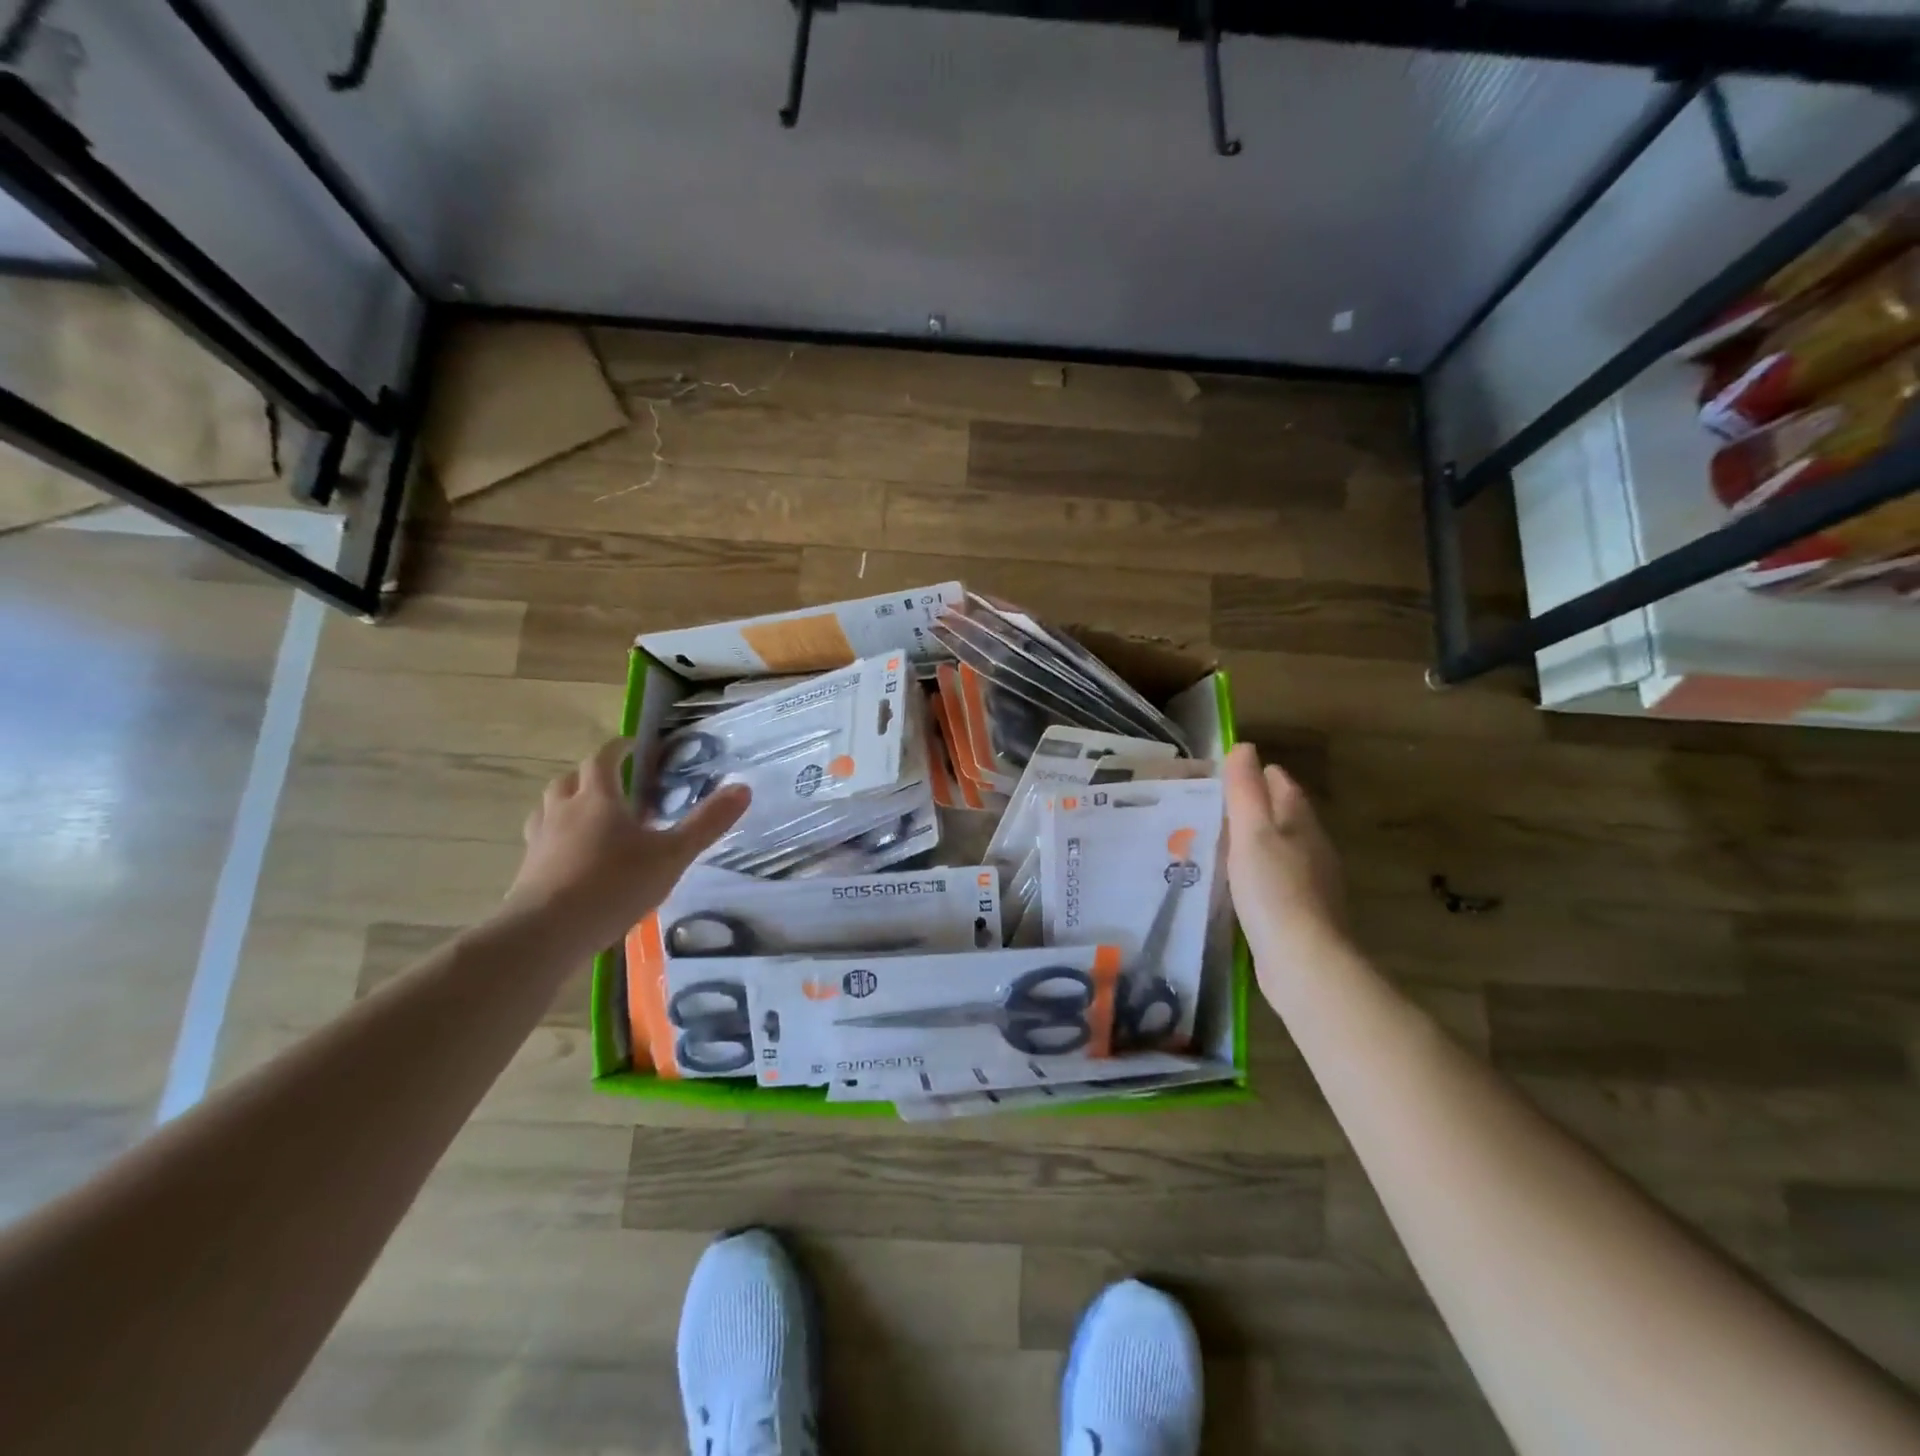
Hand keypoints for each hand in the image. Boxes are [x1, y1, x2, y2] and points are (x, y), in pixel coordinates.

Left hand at [504, 737, 750, 948]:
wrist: (546, 933)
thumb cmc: (614, 885)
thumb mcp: (672, 855)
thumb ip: (706, 823)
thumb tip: (743, 788)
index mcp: (598, 799)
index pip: (604, 759)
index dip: (618, 749)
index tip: (632, 746)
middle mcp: (564, 810)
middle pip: (570, 779)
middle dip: (591, 775)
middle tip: (614, 784)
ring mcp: (540, 840)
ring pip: (549, 807)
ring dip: (568, 803)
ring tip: (589, 817)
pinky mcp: (527, 870)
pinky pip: (541, 840)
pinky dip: (557, 837)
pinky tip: (572, 857)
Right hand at [1223, 742, 1346, 974]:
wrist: (1303, 961)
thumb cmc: (1273, 889)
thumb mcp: (1251, 833)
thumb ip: (1245, 790)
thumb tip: (1244, 747)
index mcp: (1300, 822)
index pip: (1281, 784)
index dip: (1257, 774)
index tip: (1226, 774)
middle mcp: (1313, 846)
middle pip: (1284, 815)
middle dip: (1256, 807)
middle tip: (1216, 805)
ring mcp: (1312, 881)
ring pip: (1282, 847)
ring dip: (1257, 841)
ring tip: (1220, 841)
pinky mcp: (1303, 911)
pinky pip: (1278, 878)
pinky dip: (1259, 871)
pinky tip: (1239, 882)